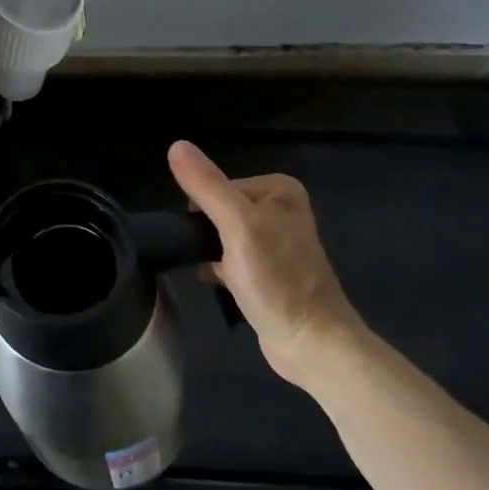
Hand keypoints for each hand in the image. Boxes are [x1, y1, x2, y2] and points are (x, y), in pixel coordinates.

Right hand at [167, 140, 364, 387]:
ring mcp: (274, 241)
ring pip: (220, 235)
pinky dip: (219, 269)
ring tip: (221, 275)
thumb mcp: (238, 225)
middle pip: (217, 209)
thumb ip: (207, 186)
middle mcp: (279, 209)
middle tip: (219, 259)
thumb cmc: (278, 280)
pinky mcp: (268, 270)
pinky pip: (228, 257)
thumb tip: (176, 144)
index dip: (206, 213)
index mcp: (278, 190)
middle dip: (209, 234)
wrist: (312, 345)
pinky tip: (221, 285)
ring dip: (212, 253)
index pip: (216, 187)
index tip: (217, 239)